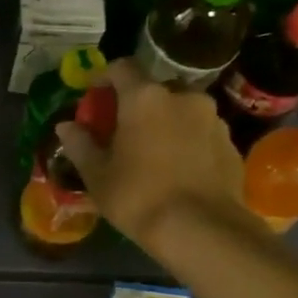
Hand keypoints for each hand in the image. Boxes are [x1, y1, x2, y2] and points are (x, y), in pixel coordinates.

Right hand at [55, 58, 258, 255]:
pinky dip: (188, 143)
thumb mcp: (97, 174)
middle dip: (138, 104)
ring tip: (154, 154)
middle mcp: (183, 97)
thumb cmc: (138, 196)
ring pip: (182, 111)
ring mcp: (213, 119)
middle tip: (124, 131)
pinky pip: (202, 133)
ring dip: (166, 123)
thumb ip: (80, 144)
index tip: (95, 95)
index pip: (122, 67)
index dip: (105, 77)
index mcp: (145, 98)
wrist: (201, 230)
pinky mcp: (231, 144)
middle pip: (155, 89)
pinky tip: (178, 171)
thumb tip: (66, 126)